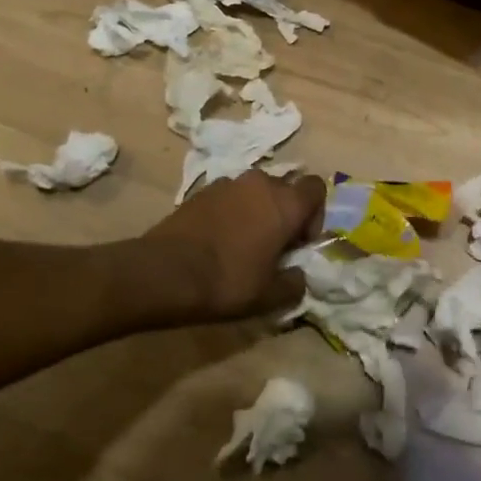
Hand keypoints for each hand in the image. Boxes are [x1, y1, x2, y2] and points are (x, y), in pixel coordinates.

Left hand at [143, 171, 325, 321]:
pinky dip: (230, 213)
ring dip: (257, 211)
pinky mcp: (200, 192)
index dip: (314, 214)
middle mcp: (260, 183)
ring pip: (255, 192)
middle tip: (273, 246)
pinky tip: (217, 241)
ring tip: (243, 243)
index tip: (299, 242)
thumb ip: (295, 283)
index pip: (317, 188)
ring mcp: (227, 183)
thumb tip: (298, 276)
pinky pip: (228, 197)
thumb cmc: (227, 281)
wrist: (164, 272)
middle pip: (285, 188)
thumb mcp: (270, 296)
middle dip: (284, 213)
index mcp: (286, 203)